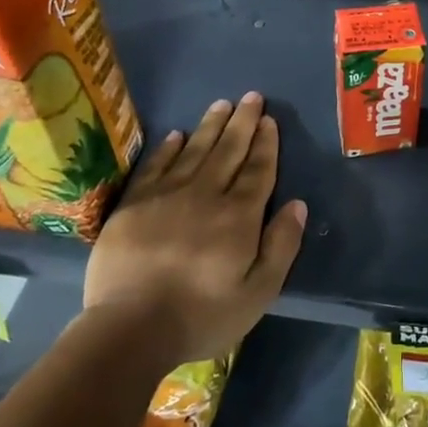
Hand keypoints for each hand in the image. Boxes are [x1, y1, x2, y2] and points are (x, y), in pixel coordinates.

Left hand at [83, 92, 306, 364]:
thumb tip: (298, 204)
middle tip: (251, 96)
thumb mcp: (258, 292)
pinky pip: (156, 166)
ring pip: (194, 150)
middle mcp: (205, 195)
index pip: (257, 169)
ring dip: (210, 125)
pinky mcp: (134, 205)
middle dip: (242, 122)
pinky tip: (176, 135)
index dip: (266, 143)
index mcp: (238, 215)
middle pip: (228, 151)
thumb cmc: (202, 315)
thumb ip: (282, 245)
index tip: (270, 120)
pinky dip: (168, 148)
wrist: (130, 330)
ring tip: (221, 104)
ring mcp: (166, 196)